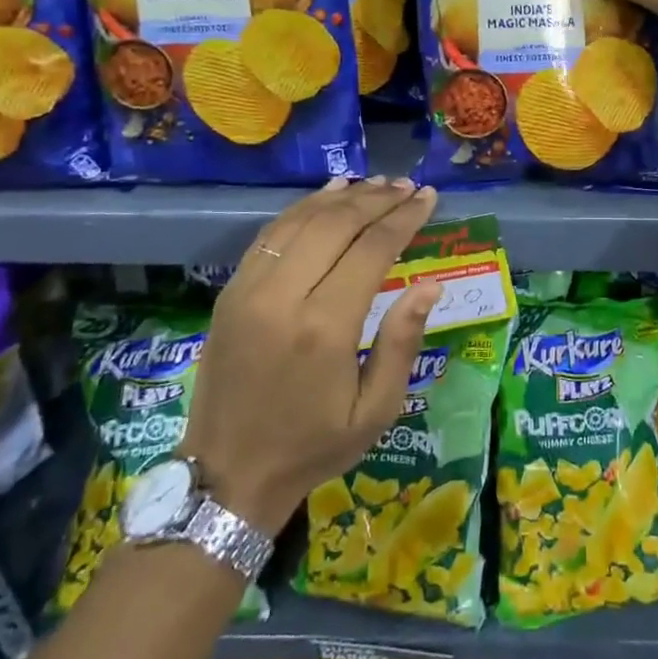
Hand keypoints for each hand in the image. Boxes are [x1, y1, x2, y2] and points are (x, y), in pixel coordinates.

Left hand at [181, 177, 442, 537]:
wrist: (227, 475)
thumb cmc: (313, 446)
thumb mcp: (375, 410)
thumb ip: (402, 341)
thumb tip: (430, 285)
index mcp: (325, 328)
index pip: (372, 250)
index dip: (404, 218)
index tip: (428, 197)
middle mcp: (283, 297)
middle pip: (336, 225)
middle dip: (377, 199)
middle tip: (407, 186)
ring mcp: (249, 290)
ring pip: (301, 221)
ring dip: (341, 197)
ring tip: (376, 183)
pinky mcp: (230, 292)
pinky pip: (271, 235)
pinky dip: (303, 208)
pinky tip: (328, 195)